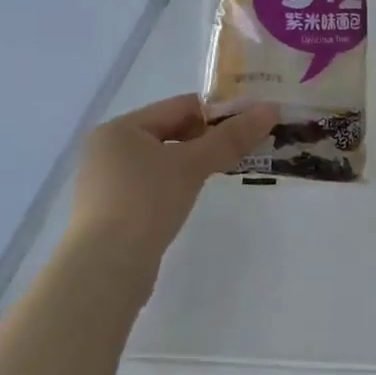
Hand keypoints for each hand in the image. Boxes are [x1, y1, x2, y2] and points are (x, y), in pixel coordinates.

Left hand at [62, 95, 276, 267]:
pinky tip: (194, 196)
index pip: (179, 106)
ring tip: (227, 170)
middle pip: (170, 132)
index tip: (251, 123)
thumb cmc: (146, 202)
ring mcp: (107, 182)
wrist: (105, 268)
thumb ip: (230, 138)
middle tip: (246, 147)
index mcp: (121, 128)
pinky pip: (153, 184)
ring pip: (163, 160)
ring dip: (195, 162)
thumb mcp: (192, 165)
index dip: (218, 111)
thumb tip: (270, 109)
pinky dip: (177, 184)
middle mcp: (108, 149)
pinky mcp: (112, 210)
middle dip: (209, 138)